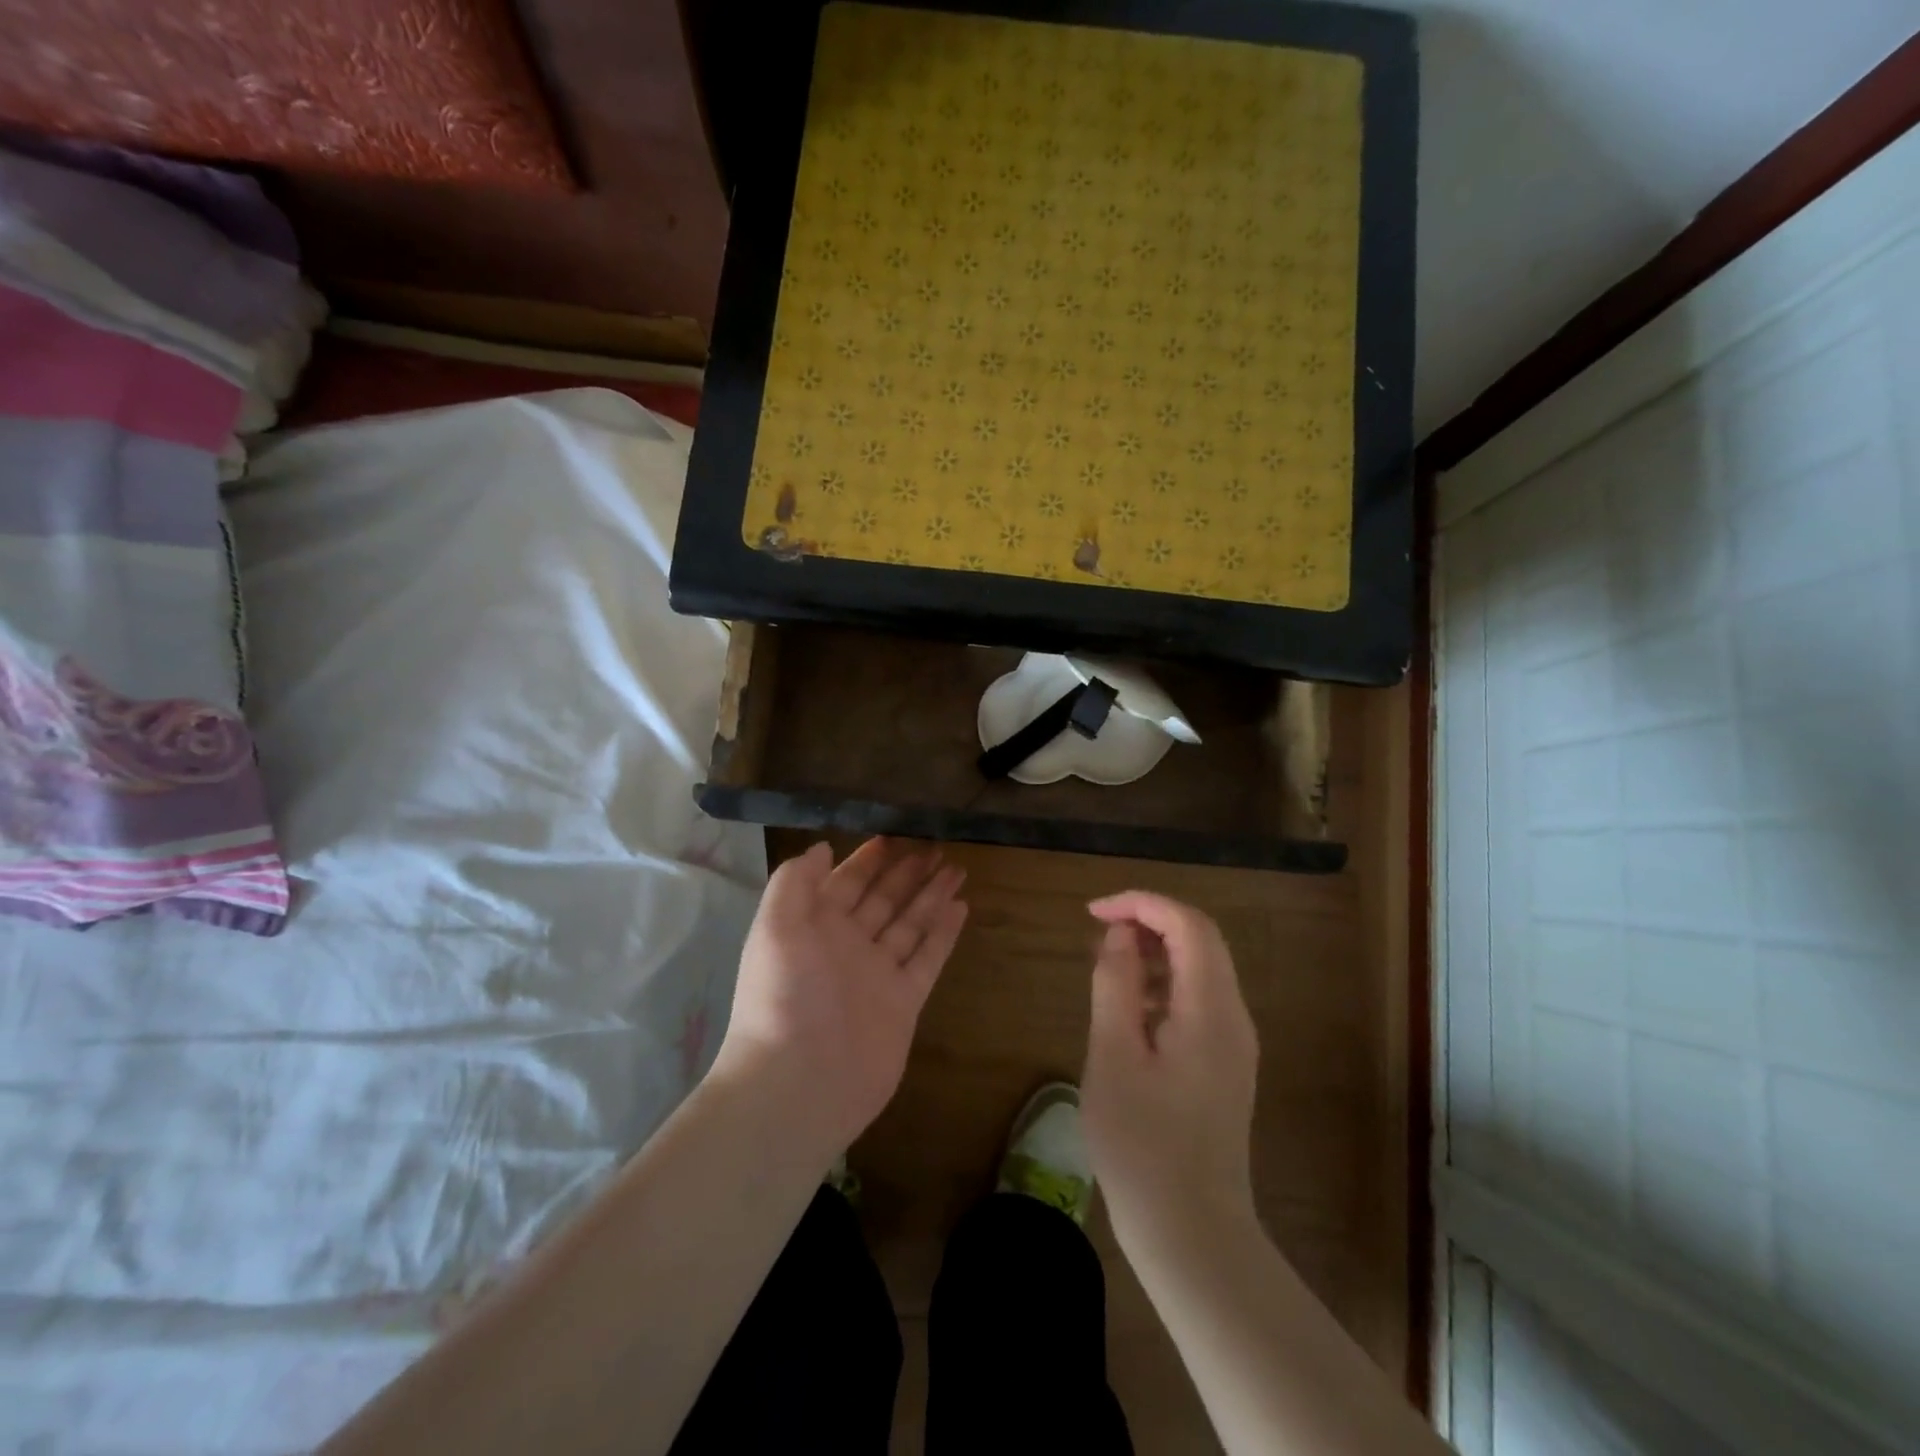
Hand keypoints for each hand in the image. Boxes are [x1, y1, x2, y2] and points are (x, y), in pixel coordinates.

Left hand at [711, 838, 967, 1158]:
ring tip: (956, 868)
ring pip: (910, 923)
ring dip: (931, 895)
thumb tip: (821, 848)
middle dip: (907, 872)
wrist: (799, 1082)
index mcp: (815, 927)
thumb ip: (795, 882)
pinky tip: (960, 907)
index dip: (869, 859)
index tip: (894, 834)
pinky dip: (944, 933)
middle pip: (883, 899)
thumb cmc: (783, 996)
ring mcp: (878, 974)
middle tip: (936, 845)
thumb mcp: (775, 927)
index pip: (846, 882)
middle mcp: (848, 946)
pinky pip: (928, 958)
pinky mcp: (904, 1001)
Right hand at [1081, 891, 1259, 1251]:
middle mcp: (1234, 1017)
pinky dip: (1164, 985)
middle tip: (1099, 933)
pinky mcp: (1226, 1065)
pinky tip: (1128, 1010)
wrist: (1193, 1235)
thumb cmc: (1142, 1145)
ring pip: (1201, 969)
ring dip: (1156, 953)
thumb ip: (1115, 984)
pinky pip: (1199, 1001)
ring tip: (1107, 967)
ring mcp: (1235, 1043)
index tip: (1094, 912)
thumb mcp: (1113, 1056)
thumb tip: (1120, 935)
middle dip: (1150, 922)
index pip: (1188, 924)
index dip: (1142, 903)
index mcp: (1211, 1010)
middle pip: (1201, 940)